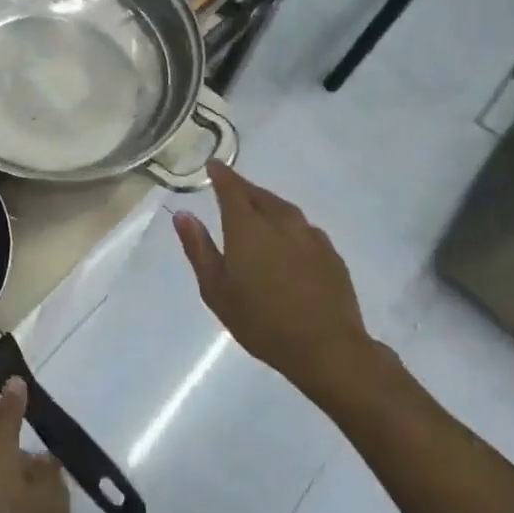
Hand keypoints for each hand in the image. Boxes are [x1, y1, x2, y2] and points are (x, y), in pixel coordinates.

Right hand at [173, 161, 384, 401]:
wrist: (326, 347)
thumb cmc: (261, 322)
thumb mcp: (216, 290)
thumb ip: (199, 248)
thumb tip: (183, 214)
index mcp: (248, 228)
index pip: (232, 189)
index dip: (221, 175)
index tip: (213, 165)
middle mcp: (281, 222)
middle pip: (259, 195)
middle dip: (243, 188)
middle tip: (230, 188)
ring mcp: (310, 235)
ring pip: (283, 208)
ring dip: (267, 203)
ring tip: (257, 210)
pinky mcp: (330, 252)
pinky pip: (303, 227)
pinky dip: (288, 224)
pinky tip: (286, 241)